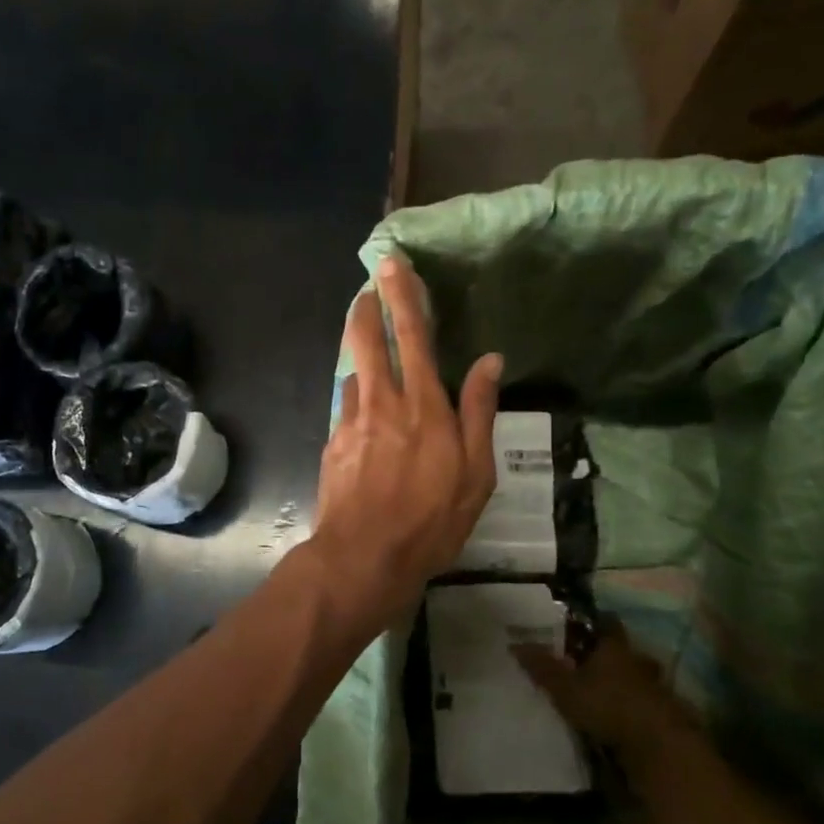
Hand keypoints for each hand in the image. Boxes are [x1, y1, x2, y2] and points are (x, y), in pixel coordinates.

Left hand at [308, 255, 502, 630]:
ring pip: (354, 372)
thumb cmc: (432, 520)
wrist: (364, 558)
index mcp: (424, 406)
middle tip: (368, 287)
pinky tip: (364, 415)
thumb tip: (490, 360)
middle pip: (369, 340)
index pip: (414, 337)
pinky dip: (357, 399)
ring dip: (361, 354)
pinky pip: (346, 408)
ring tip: (371, 353)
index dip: (403, 297)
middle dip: (367, 307)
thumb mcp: (475, 473)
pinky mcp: (333, 444)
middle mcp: (383, 403)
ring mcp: (351, 422)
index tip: (393, 265)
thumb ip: (480, 411)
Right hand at [513, 619, 689, 763]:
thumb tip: (515, 644)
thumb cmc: (608, 705)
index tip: (580, 627)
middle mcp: (637, 660)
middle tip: (587, 662)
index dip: (595, 623)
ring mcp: (656, 686)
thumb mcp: (566, 689)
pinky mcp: (666, 713)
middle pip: (623, 650)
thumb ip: (542, 668)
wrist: (659, 746)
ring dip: (623, 682)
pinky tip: (620, 716)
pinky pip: (646, 701)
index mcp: (613, 646)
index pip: (607, 623)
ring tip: (603, 692)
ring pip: (636, 676)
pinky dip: (634, 705)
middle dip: (608, 655)